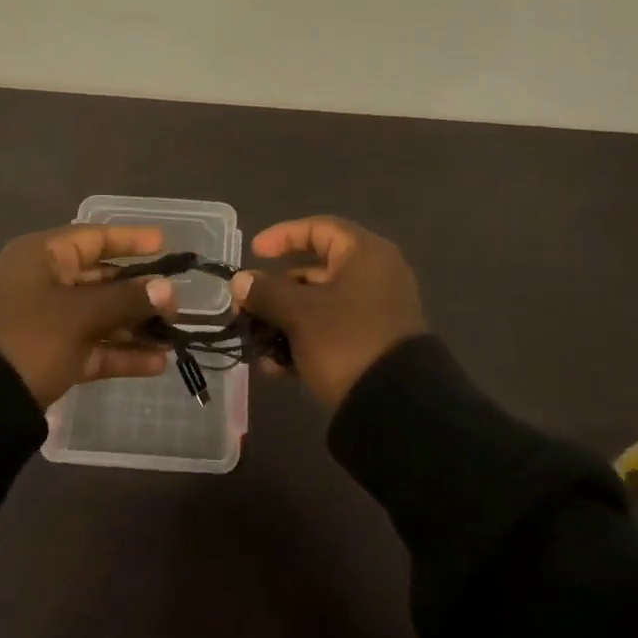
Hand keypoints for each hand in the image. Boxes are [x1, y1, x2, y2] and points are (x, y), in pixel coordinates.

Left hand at [0, 225, 179, 407]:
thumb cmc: (29, 337)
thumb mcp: (80, 315)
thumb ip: (127, 300)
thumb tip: (168, 289)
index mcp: (41, 256)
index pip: (94, 238)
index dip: (130, 241)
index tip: (164, 244)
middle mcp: (43, 282)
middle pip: (100, 279)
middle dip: (139, 292)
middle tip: (177, 302)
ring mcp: (45, 322)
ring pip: (98, 316)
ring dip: (134, 326)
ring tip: (174, 336)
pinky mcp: (48, 357)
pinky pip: (91, 347)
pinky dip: (119, 353)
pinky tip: (157, 363)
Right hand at [230, 216, 425, 407]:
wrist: (398, 409)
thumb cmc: (346, 341)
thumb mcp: (299, 314)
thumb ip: (266, 292)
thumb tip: (240, 281)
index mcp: (364, 254)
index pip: (318, 228)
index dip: (282, 236)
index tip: (254, 253)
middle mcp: (375, 275)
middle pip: (316, 269)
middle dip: (276, 289)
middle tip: (247, 305)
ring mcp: (377, 311)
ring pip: (320, 304)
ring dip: (285, 319)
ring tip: (256, 341)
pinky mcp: (374, 344)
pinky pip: (332, 330)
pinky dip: (304, 340)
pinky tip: (276, 367)